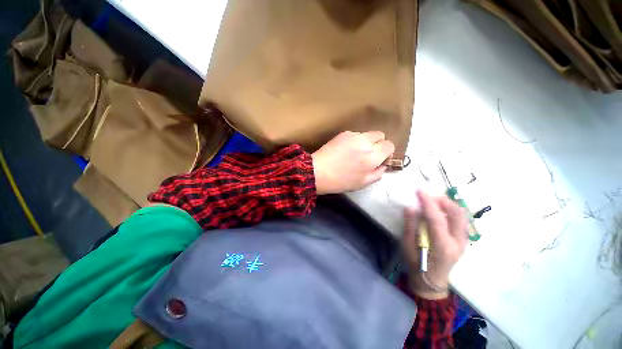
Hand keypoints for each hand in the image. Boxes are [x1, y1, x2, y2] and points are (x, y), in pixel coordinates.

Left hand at [312, 131, 394, 194]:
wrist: (318, 172)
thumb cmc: (340, 181)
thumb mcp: (362, 183)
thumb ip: (378, 173)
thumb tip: (383, 165)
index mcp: (372, 156)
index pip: (390, 145)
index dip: (387, 152)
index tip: (380, 160)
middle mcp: (365, 142)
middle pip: (381, 135)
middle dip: (379, 144)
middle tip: (370, 155)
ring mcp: (353, 135)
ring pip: (368, 134)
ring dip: (367, 142)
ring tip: (356, 153)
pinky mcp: (343, 133)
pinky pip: (356, 134)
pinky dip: (356, 140)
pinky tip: (346, 150)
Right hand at [402, 190, 467, 298]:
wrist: (431, 281)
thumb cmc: (416, 265)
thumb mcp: (408, 247)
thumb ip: (410, 226)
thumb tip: (410, 207)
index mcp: (442, 247)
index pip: (437, 220)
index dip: (428, 203)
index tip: (419, 191)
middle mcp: (458, 243)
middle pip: (457, 214)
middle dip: (442, 200)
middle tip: (427, 194)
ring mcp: (464, 241)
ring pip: (462, 215)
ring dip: (448, 203)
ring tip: (433, 199)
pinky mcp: (463, 240)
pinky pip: (461, 220)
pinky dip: (452, 210)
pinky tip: (441, 208)